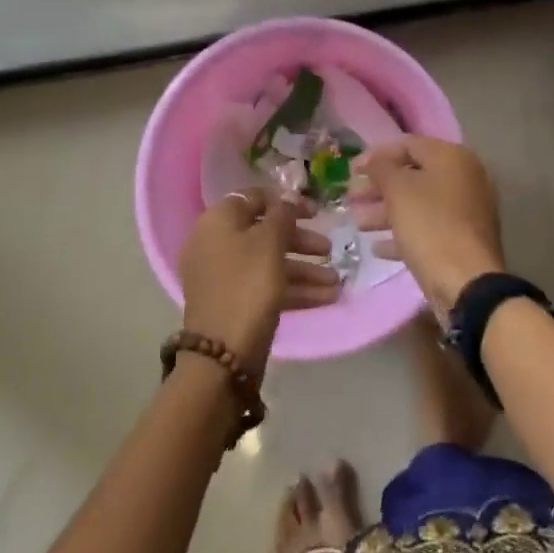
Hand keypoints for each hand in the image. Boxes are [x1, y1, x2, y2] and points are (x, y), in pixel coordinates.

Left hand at [178, 188, 339, 373]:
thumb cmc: (247, 285)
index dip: (286, 201)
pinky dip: (295, 289)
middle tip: (329, 248)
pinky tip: (328, 297)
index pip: (254, 198)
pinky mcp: (236, 303)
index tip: (315, 211)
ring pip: (270, 262)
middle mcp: (217, 244)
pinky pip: (267, 286)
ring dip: (305, 269)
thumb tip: (287, 198)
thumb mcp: (269, 242)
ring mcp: (225, 276)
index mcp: (218, 221)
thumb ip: (282, 214)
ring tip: (336, 281)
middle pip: (265, 232)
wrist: (223, 354)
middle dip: (301, 241)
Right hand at [350, 137, 504, 321]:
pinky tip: (377, 247)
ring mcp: (467, 211)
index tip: (351, 170)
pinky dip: (403, 233)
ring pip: (419, 204)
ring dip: (385, 211)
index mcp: (453, 158)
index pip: (408, 145)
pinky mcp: (463, 240)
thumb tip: (376, 161)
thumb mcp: (398, 191)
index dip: (376, 155)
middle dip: (378, 187)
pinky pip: (428, 228)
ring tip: (357, 223)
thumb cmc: (430, 226)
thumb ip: (382, 168)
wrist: (467, 283)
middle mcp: (465, 178)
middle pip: (413, 175)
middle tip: (351, 197)